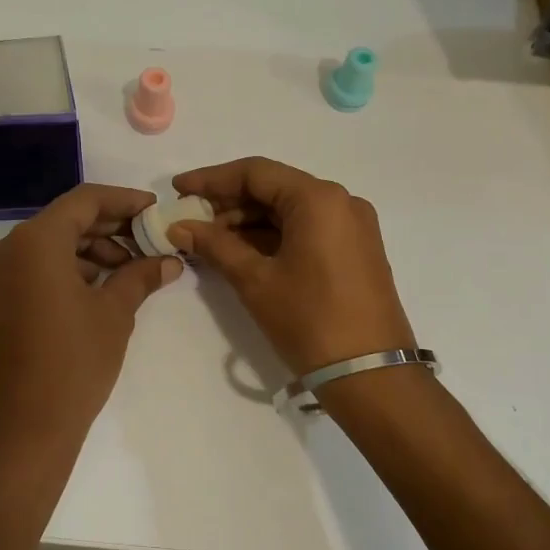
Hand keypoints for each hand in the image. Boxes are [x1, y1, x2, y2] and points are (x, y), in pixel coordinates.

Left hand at [0, 184, 180, 464]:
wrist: (20, 428)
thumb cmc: (72, 363)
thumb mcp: (114, 313)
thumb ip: (140, 276)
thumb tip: (169, 261)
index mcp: (35, 240)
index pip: (85, 200)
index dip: (124, 201)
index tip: (156, 210)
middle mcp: (9, 248)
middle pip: (67, 220)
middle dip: (111, 227)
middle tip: (152, 240)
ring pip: (52, 244)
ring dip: (93, 250)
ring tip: (133, 270)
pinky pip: (37, 267)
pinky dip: (70, 268)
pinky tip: (104, 286)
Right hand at [168, 157, 413, 375]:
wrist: (371, 376)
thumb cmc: (310, 321)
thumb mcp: (255, 281)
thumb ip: (215, 245)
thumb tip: (178, 226)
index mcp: (318, 198)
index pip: (255, 173)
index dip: (211, 179)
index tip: (178, 189)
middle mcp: (340, 201)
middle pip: (274, 188)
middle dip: (228, 203)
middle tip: (189, 220)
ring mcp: (352, 226)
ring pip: (289, 210)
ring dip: (248, 222)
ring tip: (208, 240)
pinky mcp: (355, 250)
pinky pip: (306, 229)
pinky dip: (272, 236)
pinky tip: (239, 251)